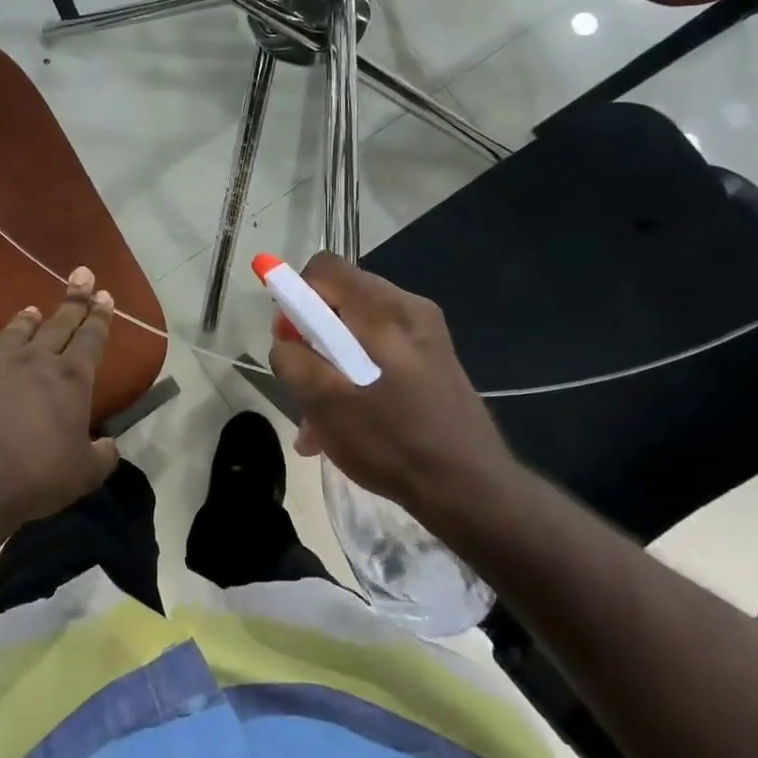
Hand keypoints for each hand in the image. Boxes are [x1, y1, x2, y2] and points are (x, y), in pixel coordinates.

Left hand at [0, 266, 120, 534]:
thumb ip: (102, 456)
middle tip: (82, 275)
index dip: (100, 317)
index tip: (105, 295)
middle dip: (74, 301)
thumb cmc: (35, 476)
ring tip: (32, 309)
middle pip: (58, 325)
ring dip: (26, 321)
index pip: (91, 339)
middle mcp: (33, 362)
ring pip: (14, 334)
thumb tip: (109, 446)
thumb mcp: (84, 474)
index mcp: (70, 379)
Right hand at [269, 253, 518, 521]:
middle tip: (303, 383)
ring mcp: (426, 335)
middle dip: (311, 337)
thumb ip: (294, 360)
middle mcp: (409, 309)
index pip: (324, 267)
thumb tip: (285, 341)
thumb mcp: (325, 403)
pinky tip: (348, 423)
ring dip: (331, 365)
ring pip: (358, 331)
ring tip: (320, 419)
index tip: (290, 339)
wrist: (472, 490)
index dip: (295, 295)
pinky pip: (381, 353)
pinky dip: (357, 376)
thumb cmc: (393, 441)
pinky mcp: (435, 361)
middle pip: (340, 300)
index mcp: (384, 309)